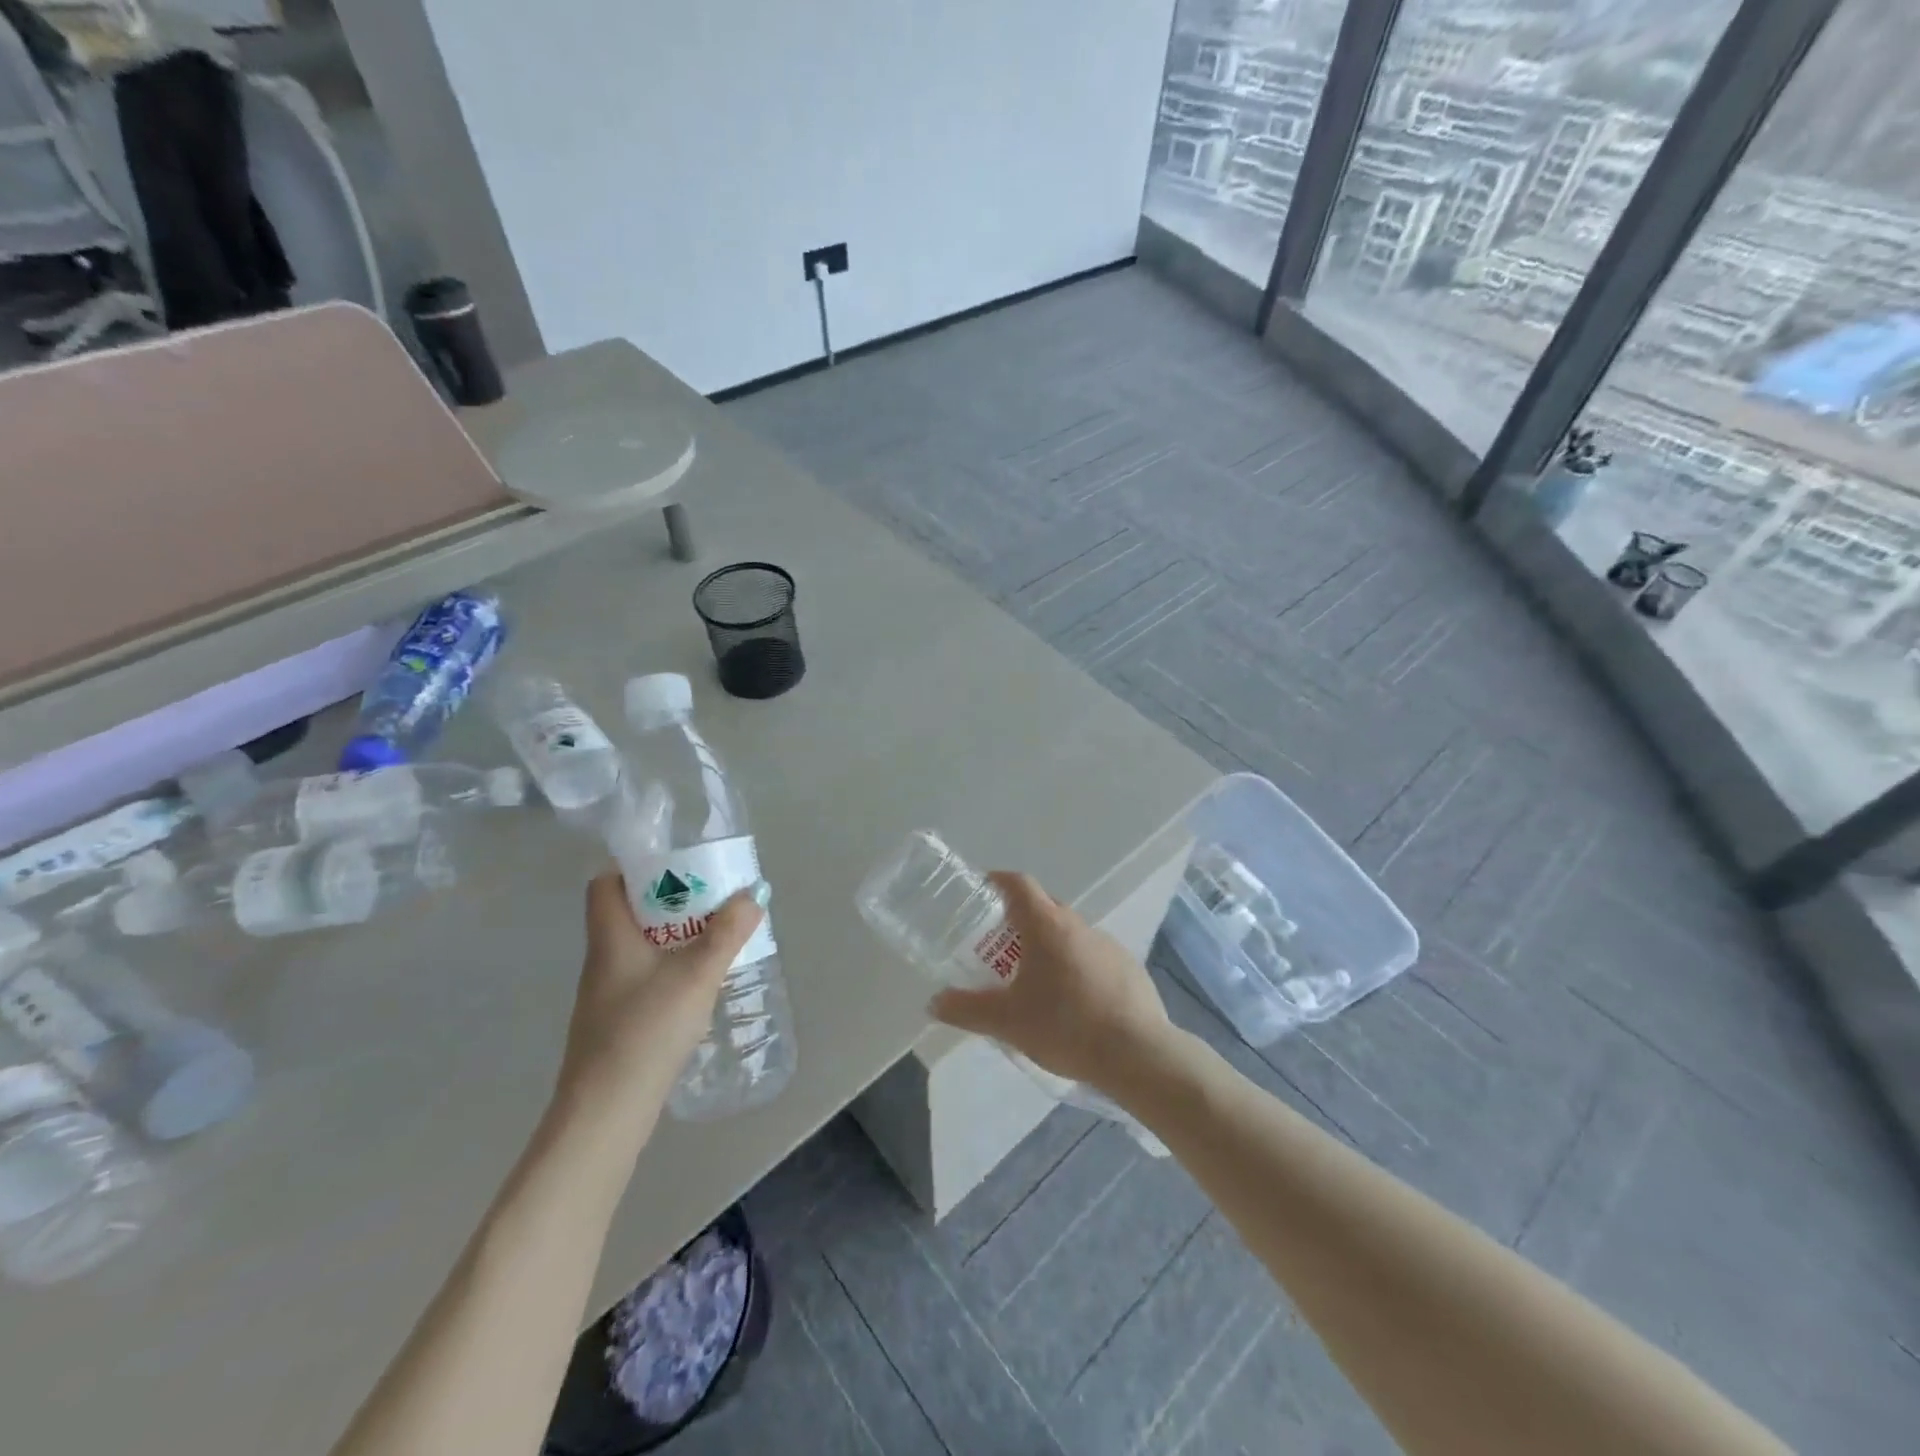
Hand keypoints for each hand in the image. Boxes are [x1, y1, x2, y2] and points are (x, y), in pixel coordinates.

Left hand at [553, 868, 765, 1131]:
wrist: (606, 1112)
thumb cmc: (645, 1030)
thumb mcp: (697, 974)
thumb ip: (727, 933)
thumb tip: (753, 893)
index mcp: (611, 937)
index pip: (605, 884)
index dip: (635, 867)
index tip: (677, 865)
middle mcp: (603, 959)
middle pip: (630, 913)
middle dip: (671, 900)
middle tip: (712, 898)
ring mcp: (607, 994)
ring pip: (641, 947)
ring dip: (675, 936)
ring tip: (716, 936)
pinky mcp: (617, 1022)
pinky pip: (645, 977)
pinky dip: (671, 968)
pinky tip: (700, 983)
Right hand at [930, 871, 1172, 1094]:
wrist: (1137, 1053)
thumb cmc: (1064, 1025)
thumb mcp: (1006, 1021)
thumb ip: (966, 1010)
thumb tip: (934, 1002)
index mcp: (1047, 925)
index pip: (1019, 884)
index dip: (998, 881)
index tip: (983, 888)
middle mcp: (1078, 925)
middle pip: (1044, 907)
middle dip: (1021, 919)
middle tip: (1001, 945)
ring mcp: (1108, 944)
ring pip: (1071, 934)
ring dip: (1051, 946)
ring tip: (1036, 980)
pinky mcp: (1129, 968)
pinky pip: (1094, 957)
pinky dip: (1078, 968)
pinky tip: (1073, 1002)